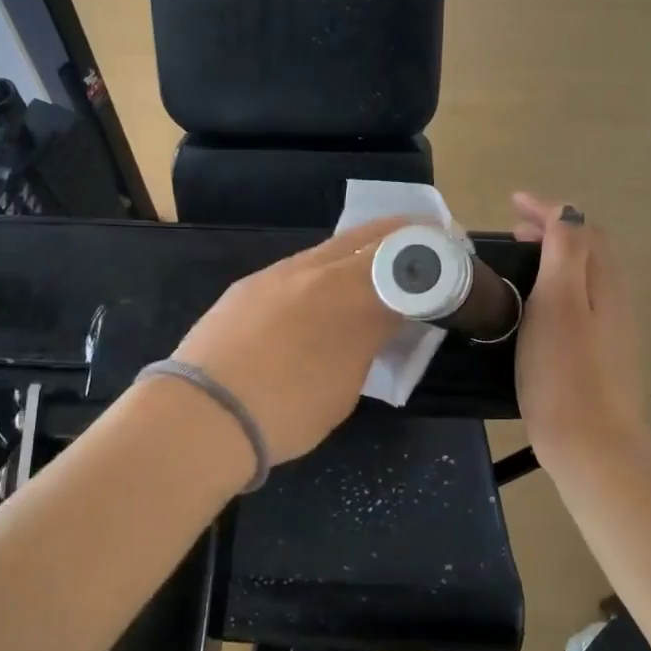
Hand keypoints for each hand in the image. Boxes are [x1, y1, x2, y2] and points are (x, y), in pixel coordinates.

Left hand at [170, 218, 407, 465]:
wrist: (203, 414)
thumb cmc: (286, 412)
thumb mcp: (346, 385)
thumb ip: (368, 342)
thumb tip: (377, 324)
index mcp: (351, 298)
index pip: (404, 260)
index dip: (431, 255)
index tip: (448, 255)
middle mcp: (316, 271)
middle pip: (369, 237)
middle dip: (402, 237)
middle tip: (424, 244)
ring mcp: (277, 274)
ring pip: (330, 248)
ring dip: (359, 252)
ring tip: (374, 271)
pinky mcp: (248, 284)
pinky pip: (298, 267)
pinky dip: (322, 272)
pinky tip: (318, 295)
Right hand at [511, 193, 650, 474]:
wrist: (591, 445)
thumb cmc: (565, 372)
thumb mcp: (559, 303)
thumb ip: (565, 253)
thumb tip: (567, 213)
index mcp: (604, 282)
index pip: (580, 227)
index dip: (548, 209)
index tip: (512, 202)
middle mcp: (613, 299)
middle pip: (588, 248)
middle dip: (553, 228)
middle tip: (513, 230)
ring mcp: (609, 329)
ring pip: (584, 275)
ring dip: (554, 256)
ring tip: (520, 260)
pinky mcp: (598, 354)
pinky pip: (580, 300)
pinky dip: (556, 284)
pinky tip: (533, 305)